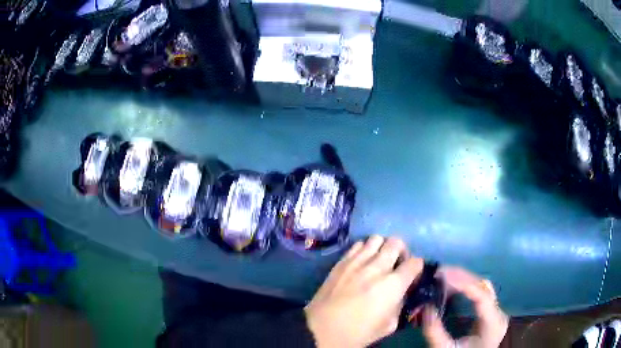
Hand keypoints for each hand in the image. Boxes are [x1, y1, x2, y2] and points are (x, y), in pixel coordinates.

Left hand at [304, 235, 423, 346]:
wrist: (321, 330)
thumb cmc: (357, 333)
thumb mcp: (388, 326)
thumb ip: (399, 305)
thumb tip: (400, 294)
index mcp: (393, 285)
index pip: (416, 262)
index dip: (417, 268)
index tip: (413, 275)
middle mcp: (377, 267)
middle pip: (397, 242)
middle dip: (402, 251)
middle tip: (397, 264)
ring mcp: (357, 262)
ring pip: (377, 238)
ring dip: (382, 247)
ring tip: (379, 260)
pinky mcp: (341, 262)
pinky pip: (357, 245)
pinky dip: (364, 249)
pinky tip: (362, 262)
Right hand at [422, 267, 508, 347]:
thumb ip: (435, 332)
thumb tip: (425, 306)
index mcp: (493, 323)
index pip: (482, 295)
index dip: (464, 283)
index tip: (443, 276)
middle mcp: (499, 313)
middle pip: (483, 287)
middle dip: (461, 277)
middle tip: (439, 273)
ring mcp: (496, 311)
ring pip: (483, 287)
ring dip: (464, 279)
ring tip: (443, 277)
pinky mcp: (490, 312)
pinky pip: (480, 293)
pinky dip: (466, 287)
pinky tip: (452, 287)